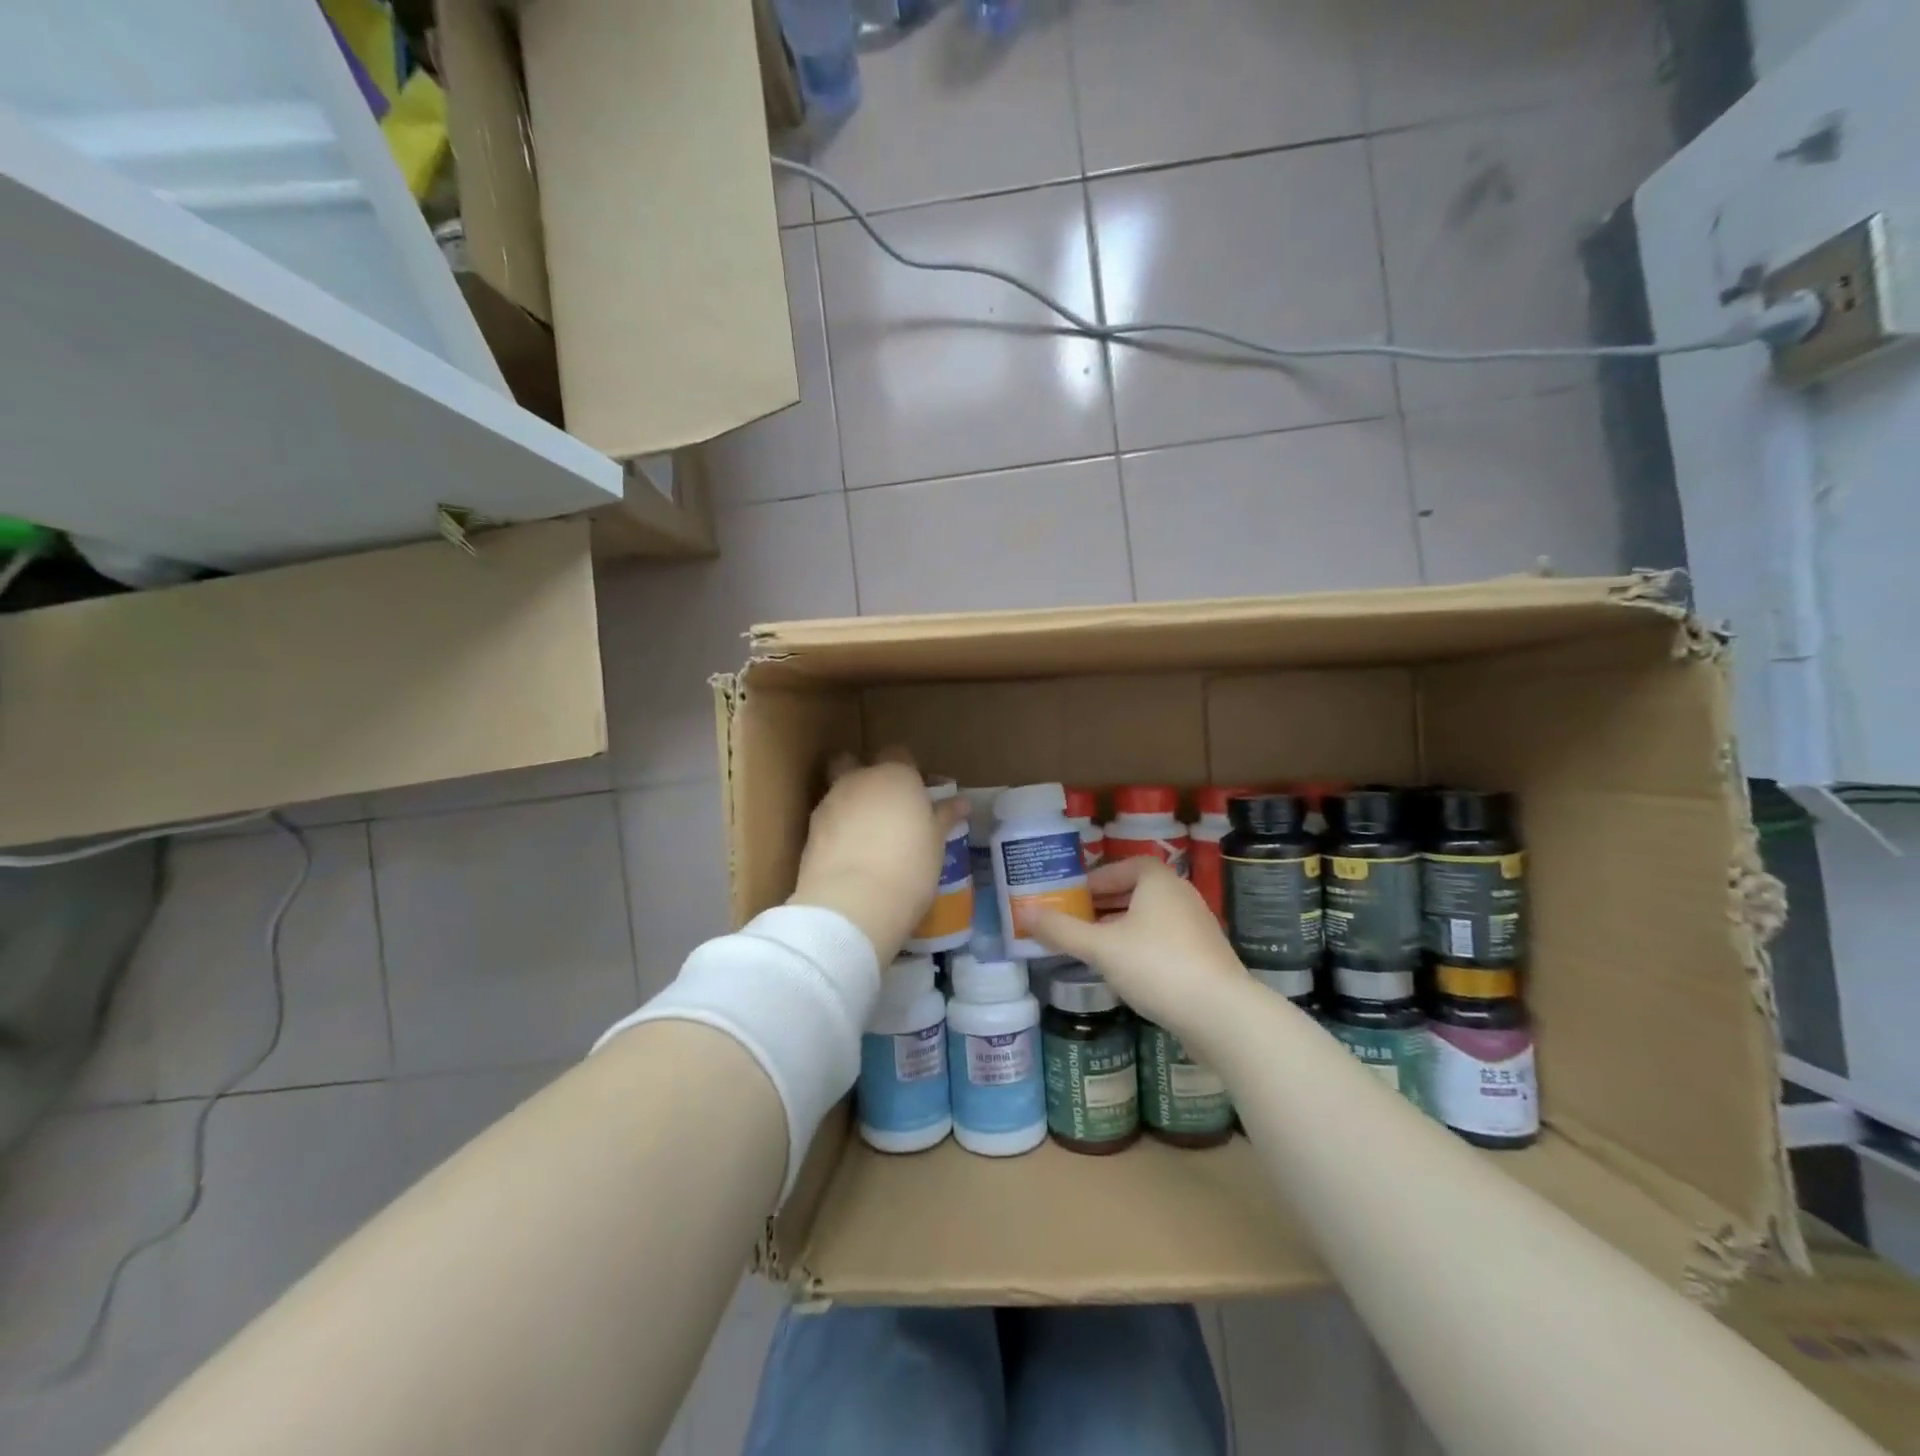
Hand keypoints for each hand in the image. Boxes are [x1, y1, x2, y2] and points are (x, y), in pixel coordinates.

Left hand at [789, 748, 965, 962]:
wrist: (853, 903)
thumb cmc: (909, 867)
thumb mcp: (936, 844)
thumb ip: (944, 817)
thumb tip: (961, 803)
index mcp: (896, 775)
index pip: (900, 755)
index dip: (907, 772)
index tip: (917, 795)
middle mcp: (859, 780)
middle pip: (854, 762)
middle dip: (864, 776)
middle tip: (884, 806)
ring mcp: (830, 802)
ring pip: (838, 790)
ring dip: (850, 805)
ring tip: (866, 838)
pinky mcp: (810, 831)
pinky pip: (827, 819)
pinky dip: (836, 830)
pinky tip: (849, 856)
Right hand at [1032, 859, 1247, 1039]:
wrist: (1221, 1014)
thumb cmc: (1156, 966)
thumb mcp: (1100, 948)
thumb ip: (1061, 930)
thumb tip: (1024, 914)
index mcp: (1158, 881)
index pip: (1124, 866)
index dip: (1096, 878)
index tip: (1073, 896)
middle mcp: (1181, 896)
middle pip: (1136, 892)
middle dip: (1104, 905)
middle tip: (1075, 921)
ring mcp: (1198, 927)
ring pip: (1150, 919)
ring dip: (1122, 928)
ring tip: (1093, 947)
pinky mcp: (1206, 958)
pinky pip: (1165, 942)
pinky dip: (1141, 948)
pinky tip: (1125, 972)